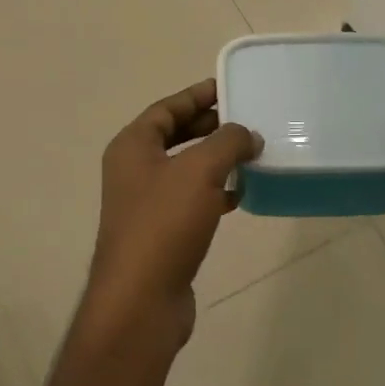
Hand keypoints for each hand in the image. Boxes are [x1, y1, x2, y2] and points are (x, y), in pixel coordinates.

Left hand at [81, 79, 260, 356]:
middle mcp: (134, 171)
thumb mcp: (199, 171)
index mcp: (132, 147)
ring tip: (251, 154)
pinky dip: (215, 193)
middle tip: (246, 120)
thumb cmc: (164, 224)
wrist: (142, 298)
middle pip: (174, 137)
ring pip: (185, 170)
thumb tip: (247, 135)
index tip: (229, 87)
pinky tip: (240, 195)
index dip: (196, 95)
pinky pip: (191, 201)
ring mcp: (146, 205)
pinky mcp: (162, 234)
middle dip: (209, 127)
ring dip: (215, 161)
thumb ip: (227, 143)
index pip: (166, 109)